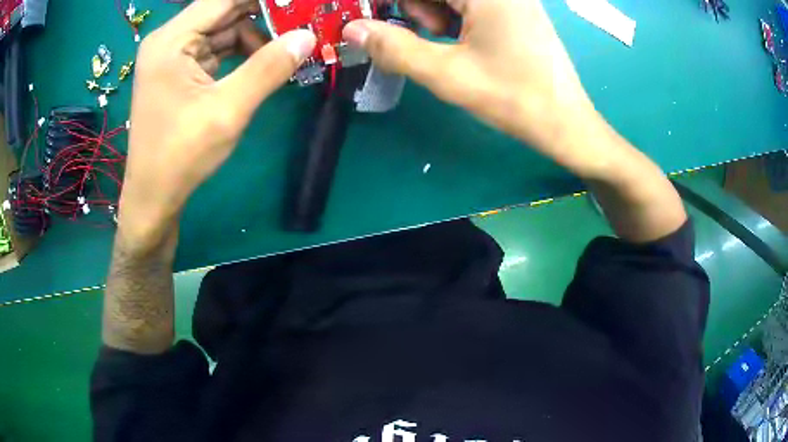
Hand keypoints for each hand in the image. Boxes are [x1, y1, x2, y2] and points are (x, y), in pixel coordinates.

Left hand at [119, 0, 315, 246]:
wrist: (154, 196)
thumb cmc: (181, 155)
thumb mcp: (228, 110)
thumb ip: (268, 68)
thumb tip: (308, 36)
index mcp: (171, 40)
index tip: (297, 4)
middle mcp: (169, 40)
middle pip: (224, 11)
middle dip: (263, 14)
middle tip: (300, 22)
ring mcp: (172, 56)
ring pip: (222, 29)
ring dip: (255, 36)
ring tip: (288, 47)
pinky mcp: (178, 71)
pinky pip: (215, 49)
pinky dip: (241, 52)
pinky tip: (264, 62)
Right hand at [343, 0, 606, 174]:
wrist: (566, 123)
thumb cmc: (513, 99)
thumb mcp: (447, 74)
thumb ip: (394, 48)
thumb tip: (353, 29)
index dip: (393, 3)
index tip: (375, 18)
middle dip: (417, 7)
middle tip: (427, 36)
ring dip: (435, 13)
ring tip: (447, 43)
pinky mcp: (515, 9)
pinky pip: (470, 3)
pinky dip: (454, 16)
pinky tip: (461, 40)